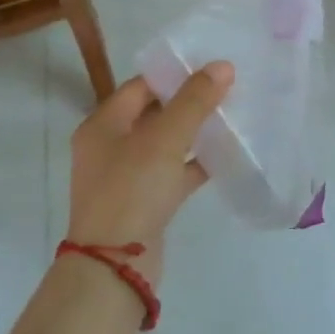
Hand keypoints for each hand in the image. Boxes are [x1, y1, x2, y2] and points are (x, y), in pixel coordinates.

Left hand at [67, 63, 233, 287]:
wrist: (115, 268)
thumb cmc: (132, 191)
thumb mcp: (164, 139)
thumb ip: (194, 101)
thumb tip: (222, 65)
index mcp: (103, 125)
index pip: (140, 86)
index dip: (174, 74)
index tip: (209, 66)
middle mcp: (110, 146)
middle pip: (153, 113)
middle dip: (188, 102)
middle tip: (227, 88)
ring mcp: (127, 176)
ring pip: (166, 144)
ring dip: (195, 132)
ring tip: (231, 115)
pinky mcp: (146, 202)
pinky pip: (174, 172)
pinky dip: (196, 163)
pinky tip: (226, 154)